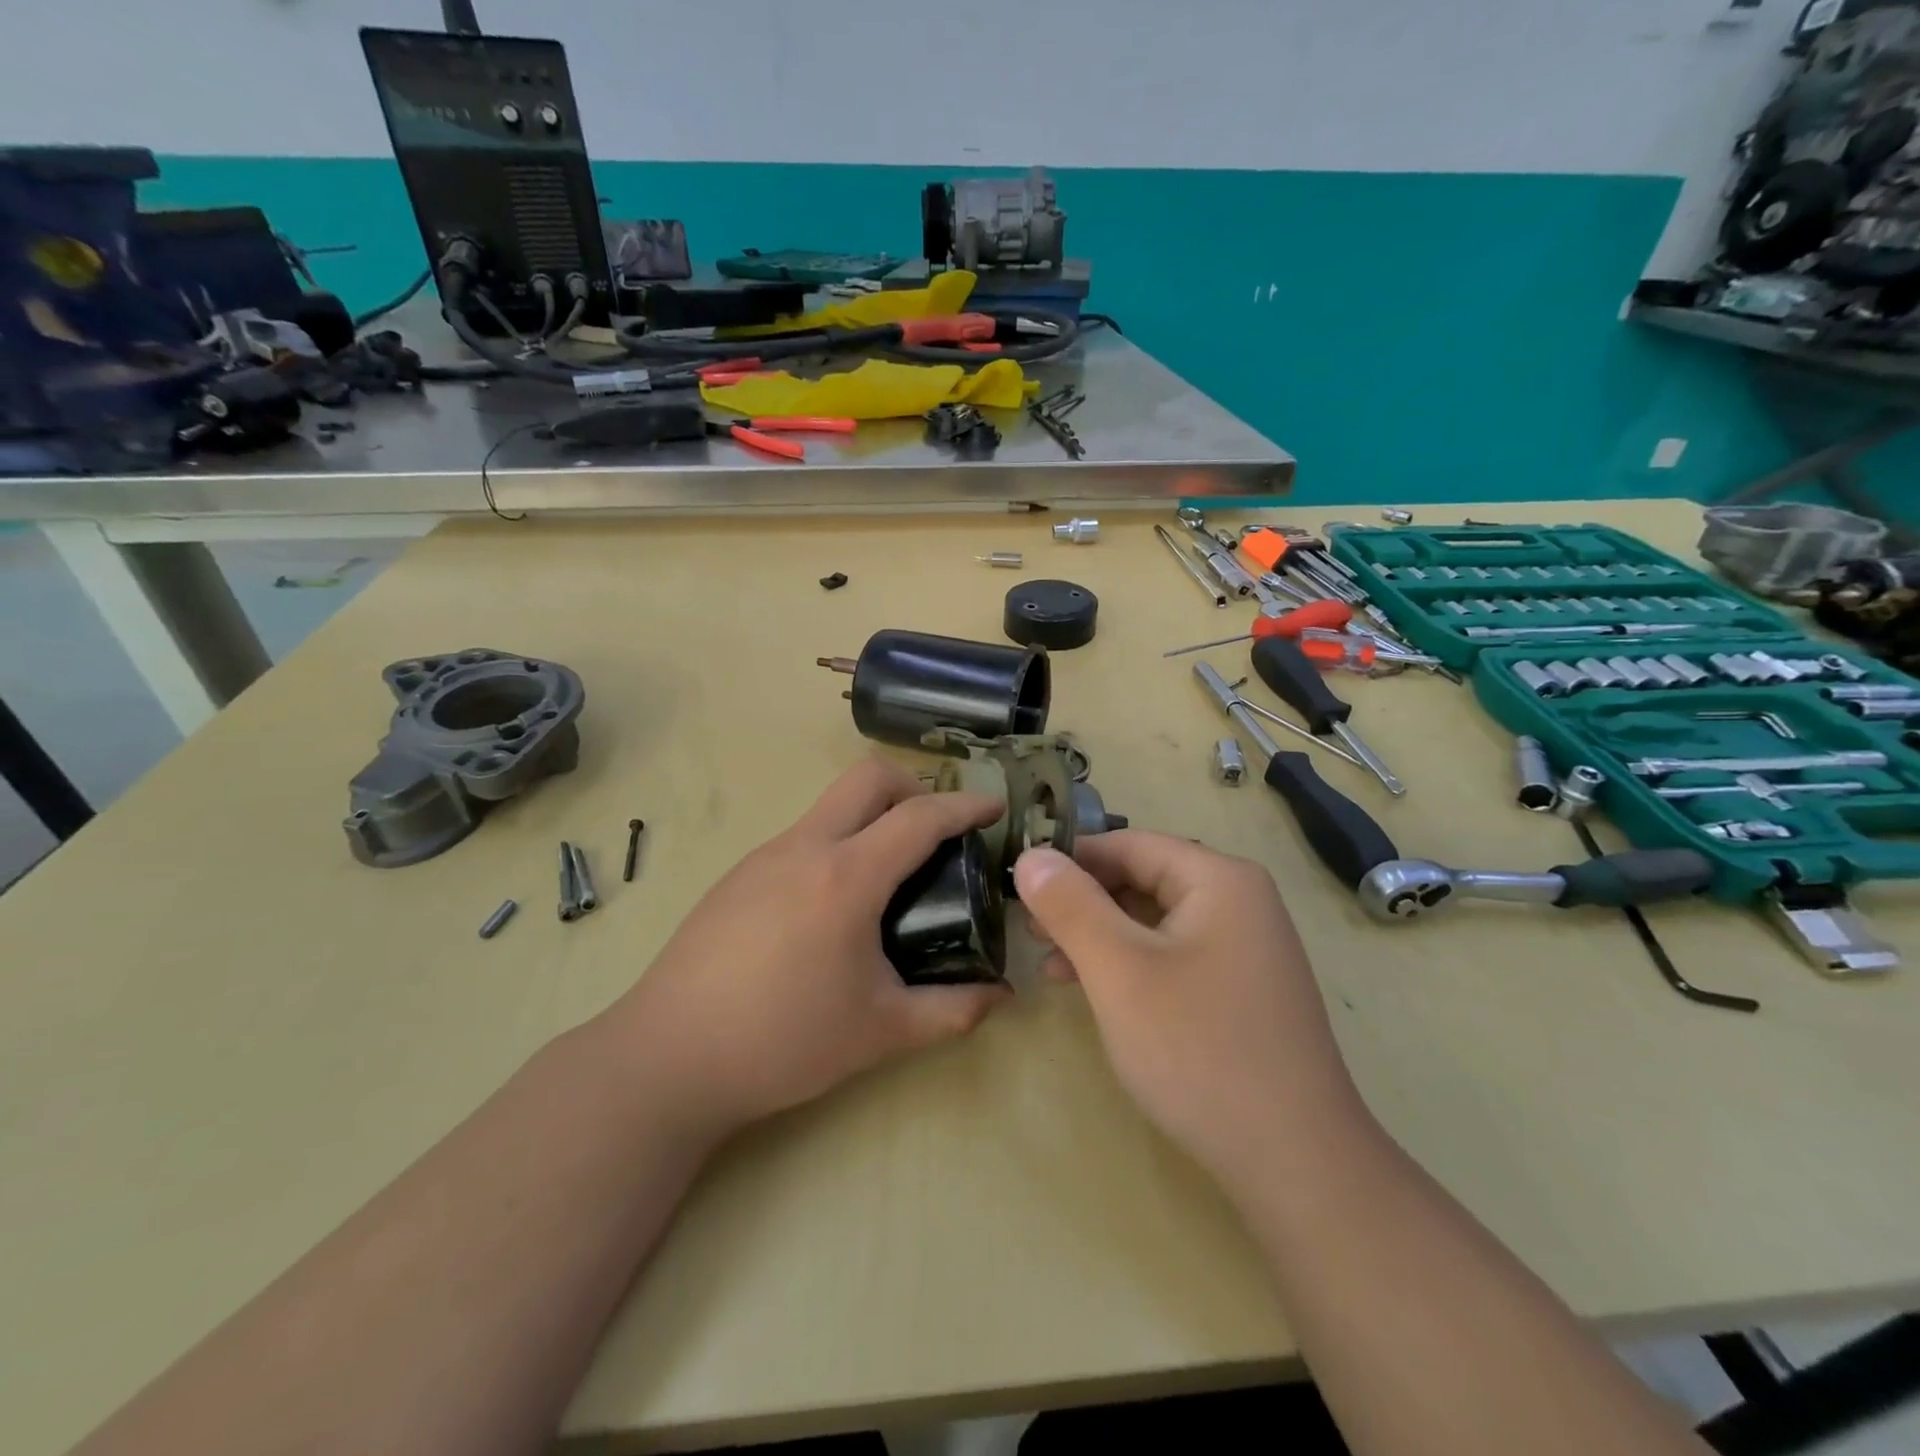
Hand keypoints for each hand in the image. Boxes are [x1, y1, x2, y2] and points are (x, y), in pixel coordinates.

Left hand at [608, 759, 1010, 1142]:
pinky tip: (835, 903)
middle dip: (915, 787)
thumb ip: (952, 1011)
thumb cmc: (782, 1041)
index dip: (965, 805)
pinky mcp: (739, 874)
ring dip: (872, 816)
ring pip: (832, 804)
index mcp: (846, 877)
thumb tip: (1002, 996)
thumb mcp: (880, 1032)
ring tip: (892, 873)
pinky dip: (838, 842)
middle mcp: (805, 847)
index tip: (995, 807)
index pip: (919, 817)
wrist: (667, 1057)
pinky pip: (804, 834)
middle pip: (868, 778)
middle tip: (939, 832)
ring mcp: (765, 856)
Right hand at [1013, 832, 1370, 1191]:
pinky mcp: (1242, 988)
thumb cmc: (1198, 1050)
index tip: (1018, 887)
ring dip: (1100, 936)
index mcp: (1219, 879)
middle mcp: (1239, 901)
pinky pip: (1174, 954)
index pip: (1128, 844)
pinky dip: (1130, 964)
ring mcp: (1246, 947)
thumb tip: (1030, 855)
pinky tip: (1096, 992)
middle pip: (1143, 879)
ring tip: (1051, 967)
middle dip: (1082, 903)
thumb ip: (1070, 905)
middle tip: (1030, 932)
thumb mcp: (1118, 970)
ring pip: (1154, 920)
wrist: (1297, 1163)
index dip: (1069, 861)